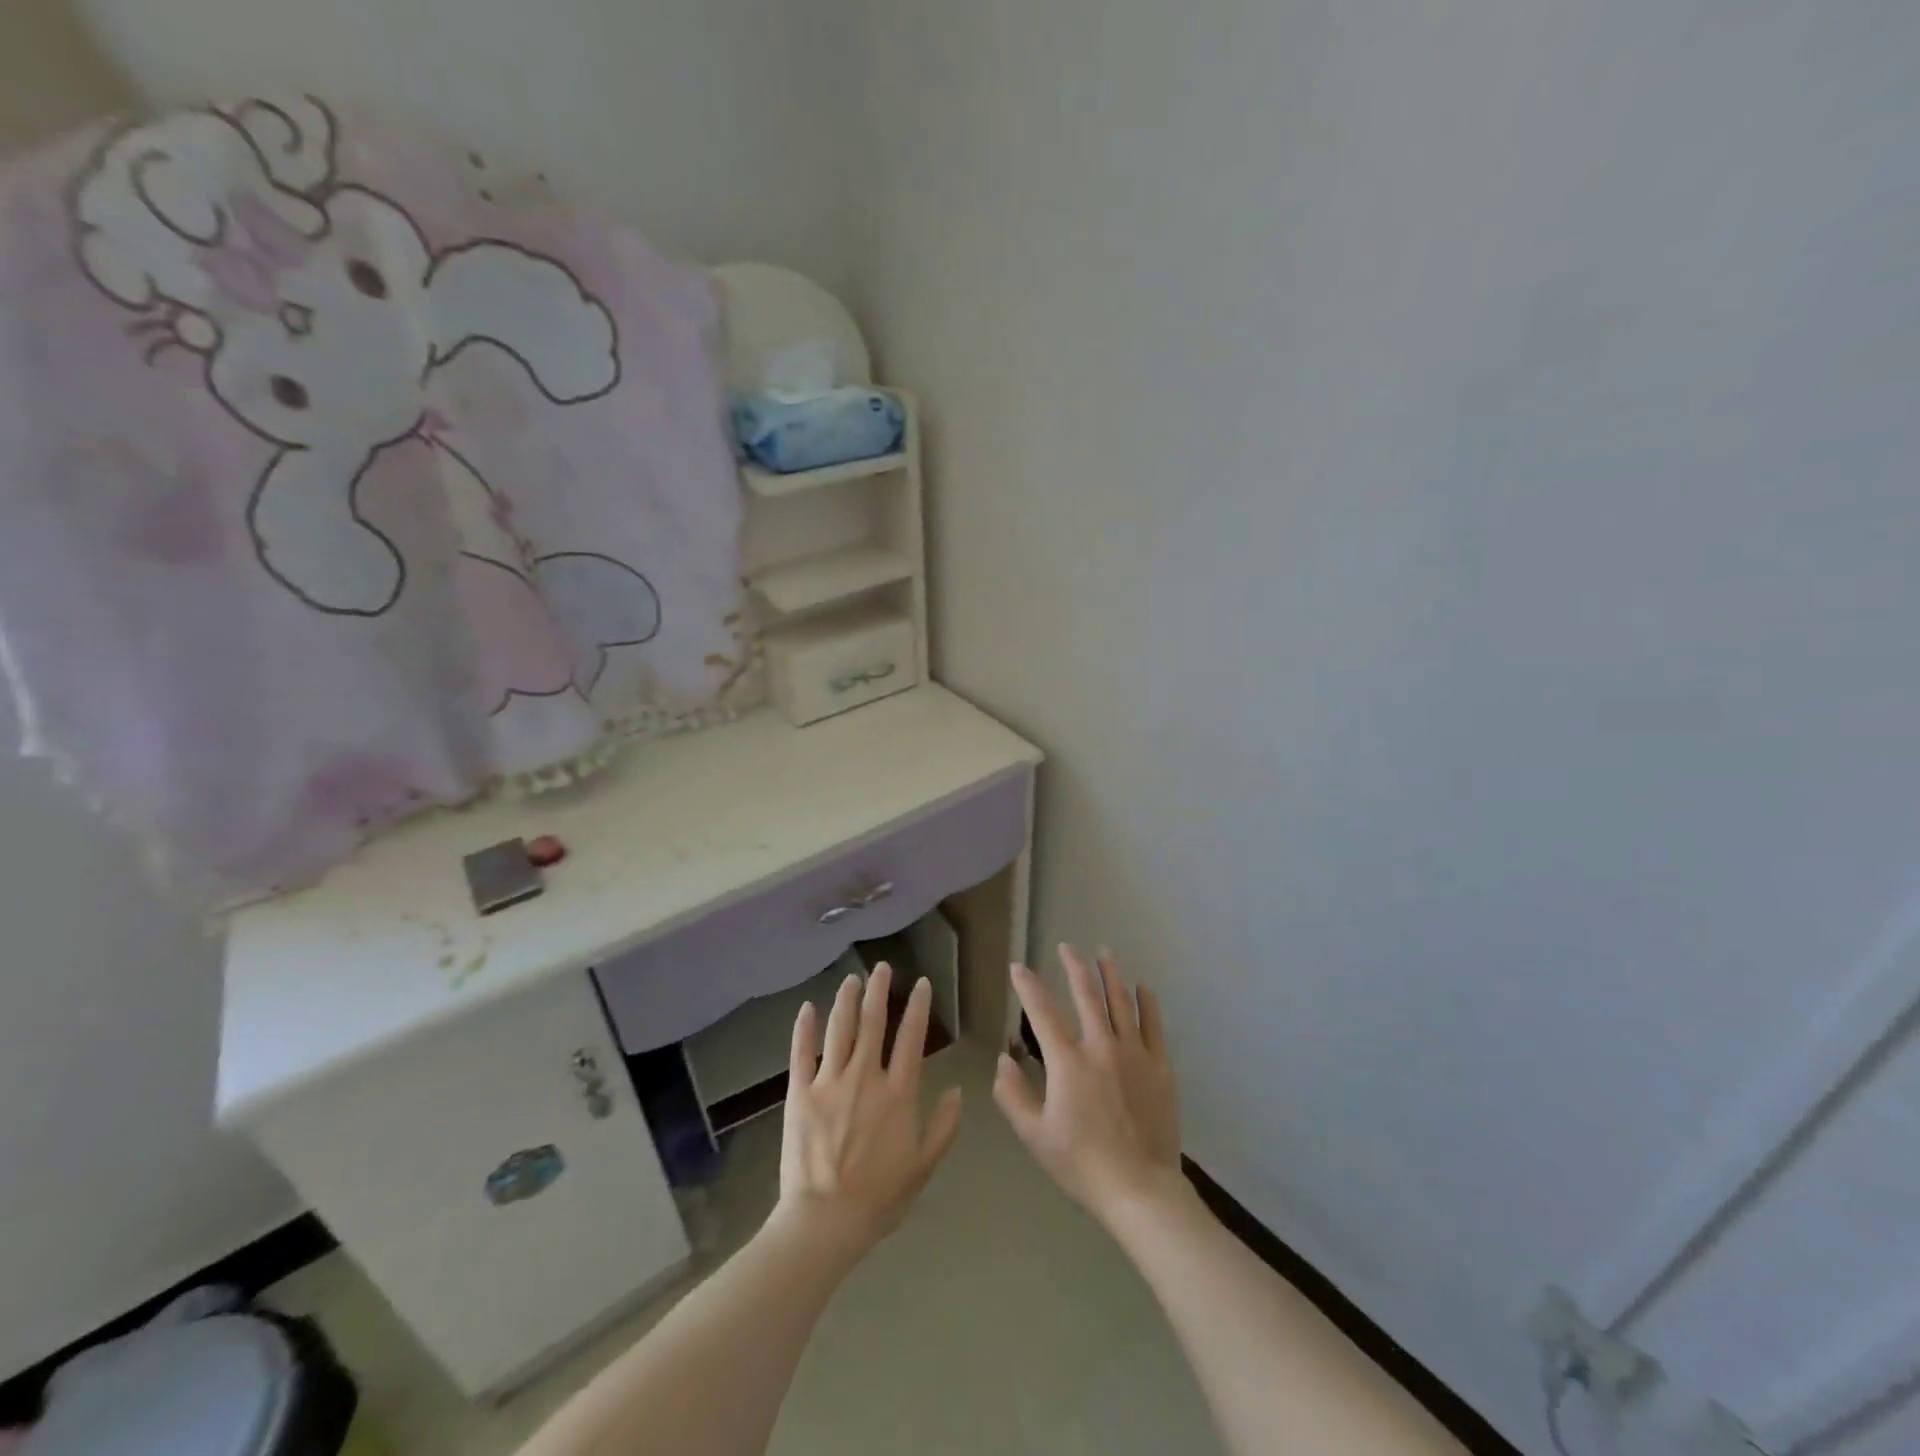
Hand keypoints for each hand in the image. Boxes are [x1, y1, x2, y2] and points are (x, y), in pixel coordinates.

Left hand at [774, 962, 963, 1263]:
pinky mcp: (800, 1092)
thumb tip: (958, 1090)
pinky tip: (807, 1007)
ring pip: (840, 1029)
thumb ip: (944, 1126)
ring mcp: (830, 1081)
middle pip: (873, 1023)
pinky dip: (804, 1028)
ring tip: (852, 979)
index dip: (918, 1007)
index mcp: (898, 1092)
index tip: (921, 983)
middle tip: (882, 968)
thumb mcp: (923, 1166)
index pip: (911, 1038)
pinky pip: (802, 1053)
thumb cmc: (879, 1197)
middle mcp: (866, 1076)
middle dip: (879, 991)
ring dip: (846, 1000)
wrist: (825, 1220)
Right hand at [993, 946, 1183, 1225]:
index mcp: (1067, 1062)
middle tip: (1066, 947)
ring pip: (1121, 1002)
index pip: (1042, 1012)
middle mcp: (1101, 1047)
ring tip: (1104, 953)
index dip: (1027, 986)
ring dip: (1111, 974)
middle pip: (1086, 994)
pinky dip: (1147, 1003)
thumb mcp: (1034, 1136)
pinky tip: (1143, 987)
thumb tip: (1003, 1060)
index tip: (1018, 967)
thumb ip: (1012, 1095)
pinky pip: (1153, 1026)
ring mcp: (1134, 1054)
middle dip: (1074, 966)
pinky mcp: (1160, 1068)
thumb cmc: (1081, 1165)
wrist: (1141, 1191)